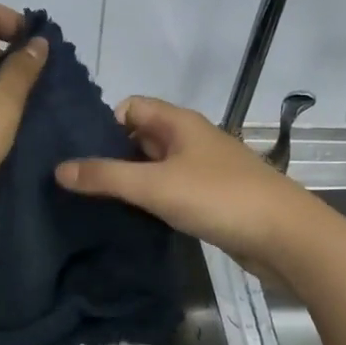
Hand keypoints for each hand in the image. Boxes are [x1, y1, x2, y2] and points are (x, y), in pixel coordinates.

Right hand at [56, 96, 317, 272]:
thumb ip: (105, 176)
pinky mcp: (211, 198)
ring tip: (94, 203)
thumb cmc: (218, 198)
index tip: (78, 154)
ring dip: (130, 181)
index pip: (130, 107)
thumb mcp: (154, 185)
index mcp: (179, 122)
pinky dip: (151, 200)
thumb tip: (59, 169)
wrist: (286, 237)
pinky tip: (132, 219)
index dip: (103, 125)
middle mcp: (190, 139)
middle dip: (110, 155)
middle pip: (140, 137)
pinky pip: (170, 190)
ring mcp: (202, 169)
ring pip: (154, 166)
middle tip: (77, 182)